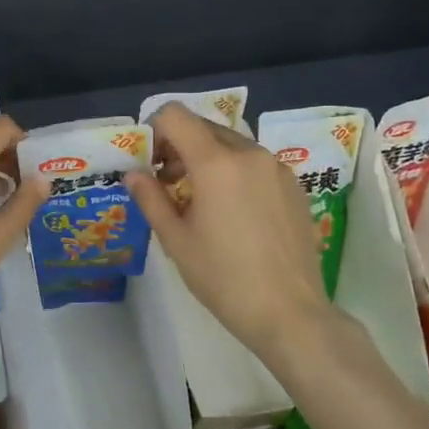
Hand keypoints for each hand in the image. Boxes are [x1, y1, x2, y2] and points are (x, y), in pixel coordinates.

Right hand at [127, 103, 334, 361]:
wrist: (289, 313)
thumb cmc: (223, 278)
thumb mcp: (176, 240)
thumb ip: (150, 198)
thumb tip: (134, 173)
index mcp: (216, 162)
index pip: (175, 116)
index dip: (154, 130)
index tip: (149, 162)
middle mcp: (249, 153)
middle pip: (203, 127)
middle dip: (179, 146)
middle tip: (167, 184)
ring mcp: (276, 168)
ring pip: (230, 144)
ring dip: (207, 159)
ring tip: (200, 201)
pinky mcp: (294, 185)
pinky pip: (254, 163)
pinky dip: (234, 172)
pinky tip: (233, 213)